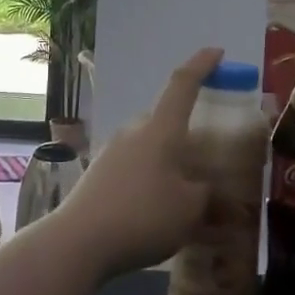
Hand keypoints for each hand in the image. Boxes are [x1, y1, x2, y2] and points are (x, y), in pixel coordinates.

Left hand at [46, 48, 222, 278]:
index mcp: (161, 130)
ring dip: (167, 160)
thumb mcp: (189, 210)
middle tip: (206, 156)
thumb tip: (212, 192)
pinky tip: (154, 208)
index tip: (216, 52)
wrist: (77, 242)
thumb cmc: (142, 216)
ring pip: (148, 146)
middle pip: (165, 120)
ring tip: (183, 192)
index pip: (183, 85)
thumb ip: (207, 196)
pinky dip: (149, 179)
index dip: (201, 65)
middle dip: (186, 133)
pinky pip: (133, 167)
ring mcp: (112, 152)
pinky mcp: (98, 174)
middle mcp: (134, 132)